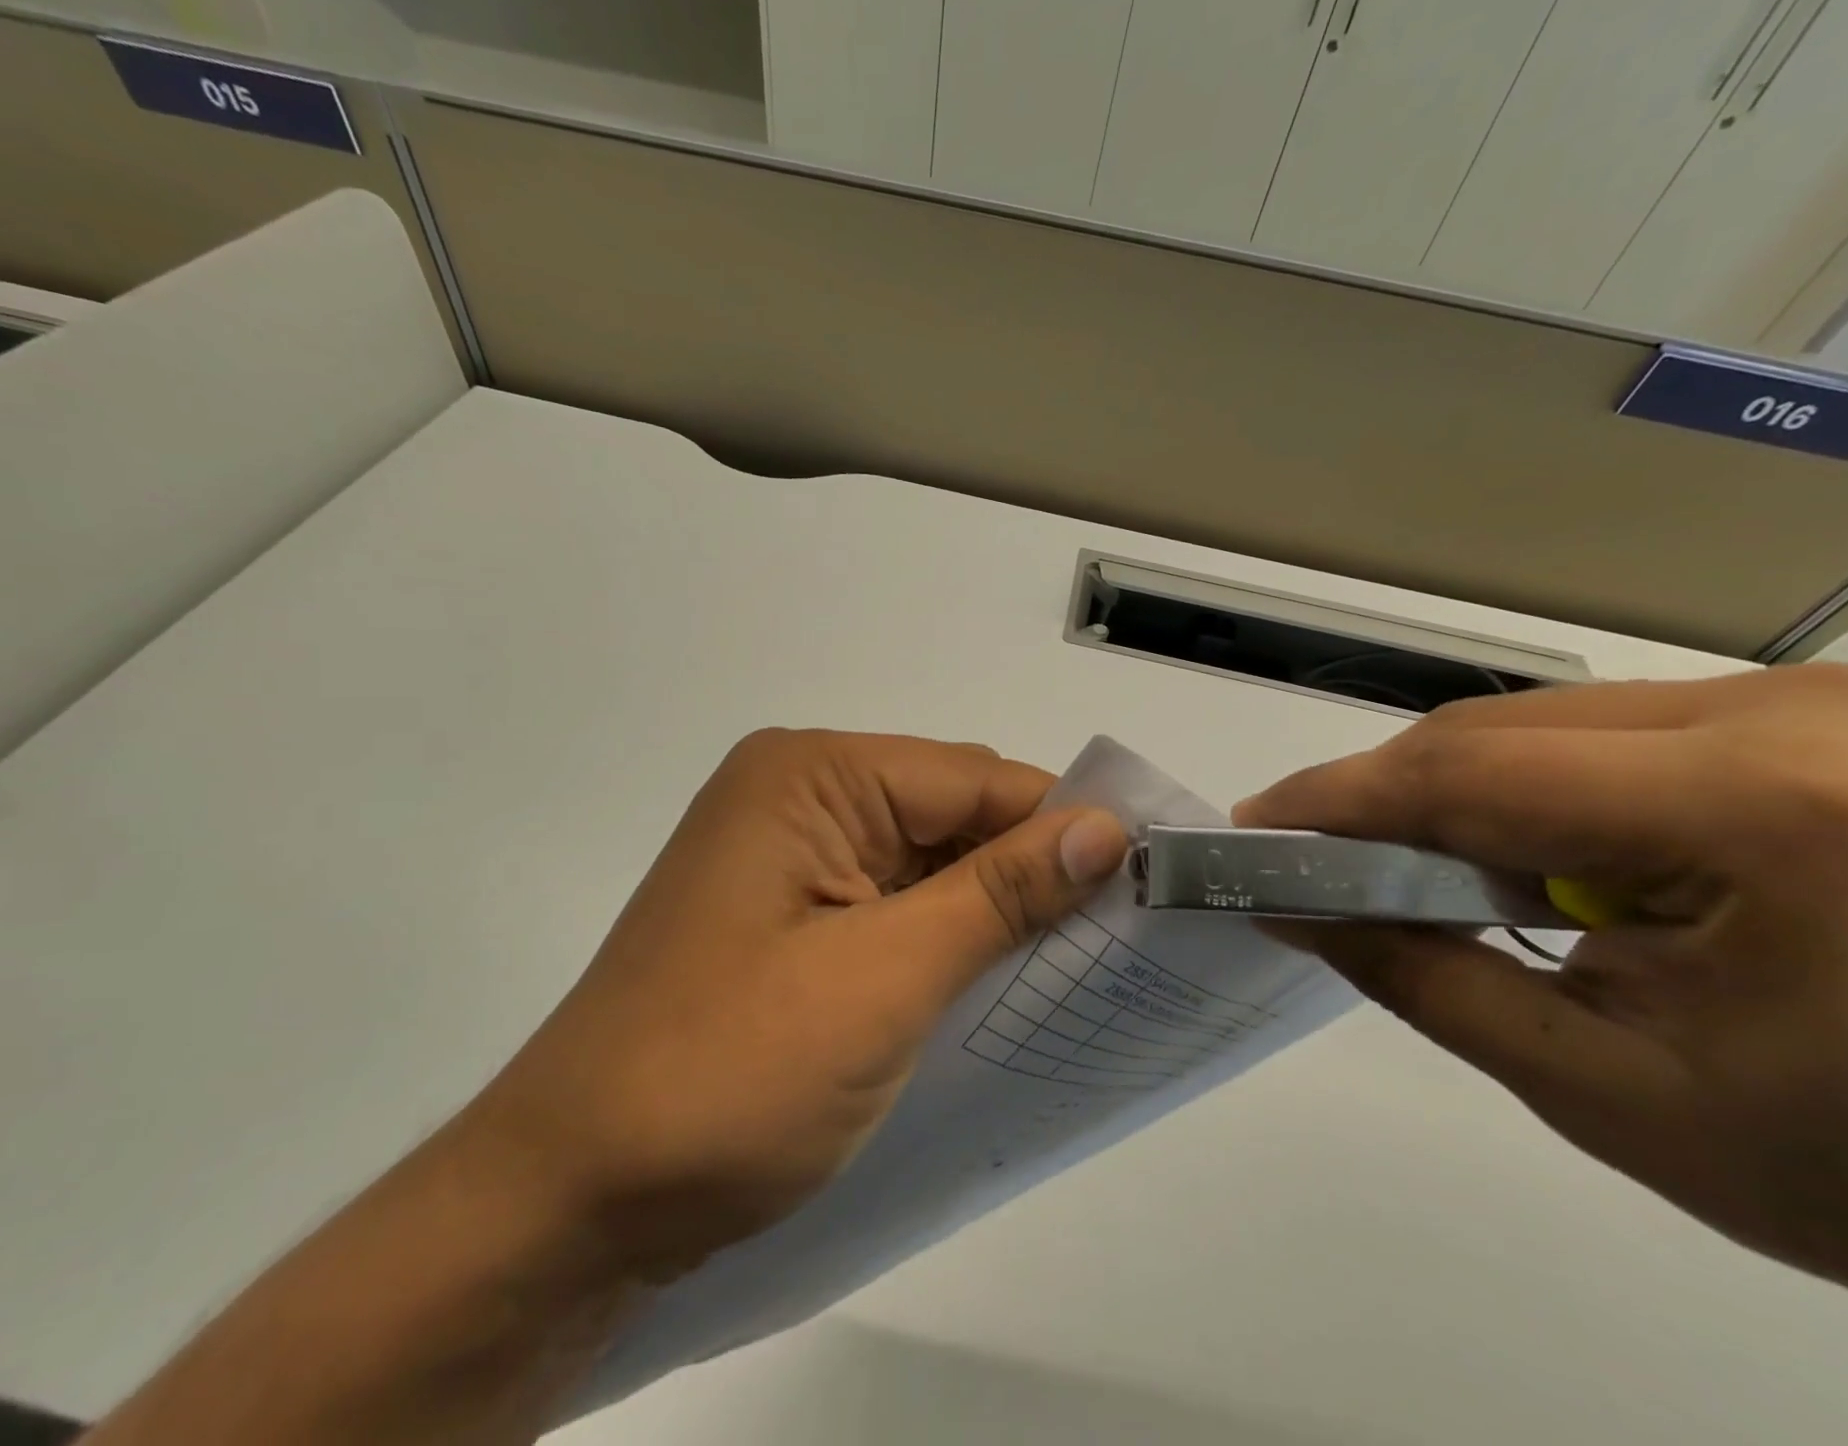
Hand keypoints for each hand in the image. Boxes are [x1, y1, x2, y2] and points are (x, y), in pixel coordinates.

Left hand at [469, 729, 1129, 1281]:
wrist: (572, 1203)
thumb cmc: (726, 1075)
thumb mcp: (885, 978)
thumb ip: (999, 895)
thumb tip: (1104, 831)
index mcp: (811, 776)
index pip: (971, 778)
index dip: (1060, 824)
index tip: (1143, 879)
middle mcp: (799, 797)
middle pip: (951, 814)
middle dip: (1028, 869)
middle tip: (1117, 934)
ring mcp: (790, 858)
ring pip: (928, 864)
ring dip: (989, 910)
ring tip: (1070, 965)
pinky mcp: (790, 918)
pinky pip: (893, 906)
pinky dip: (946, 938)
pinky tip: (991, 983)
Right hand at [1236, 666, 1847, 1313]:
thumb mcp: (1607, 1089)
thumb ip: (1422, 979)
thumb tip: (1291, 911)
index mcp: (1767, 809)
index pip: (1469, 775)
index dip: (1338, 799)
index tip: (1254, 825)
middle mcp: (1795, 714)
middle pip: (1494, 734)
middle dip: (1386, 799)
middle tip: (1318, 860)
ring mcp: (1817, 704)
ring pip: (1537, 727)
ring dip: (1454, 799)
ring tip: (1422, 875)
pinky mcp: (1818, 719)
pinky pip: (1601, 736)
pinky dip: (1527, 794)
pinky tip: (1528, 862)